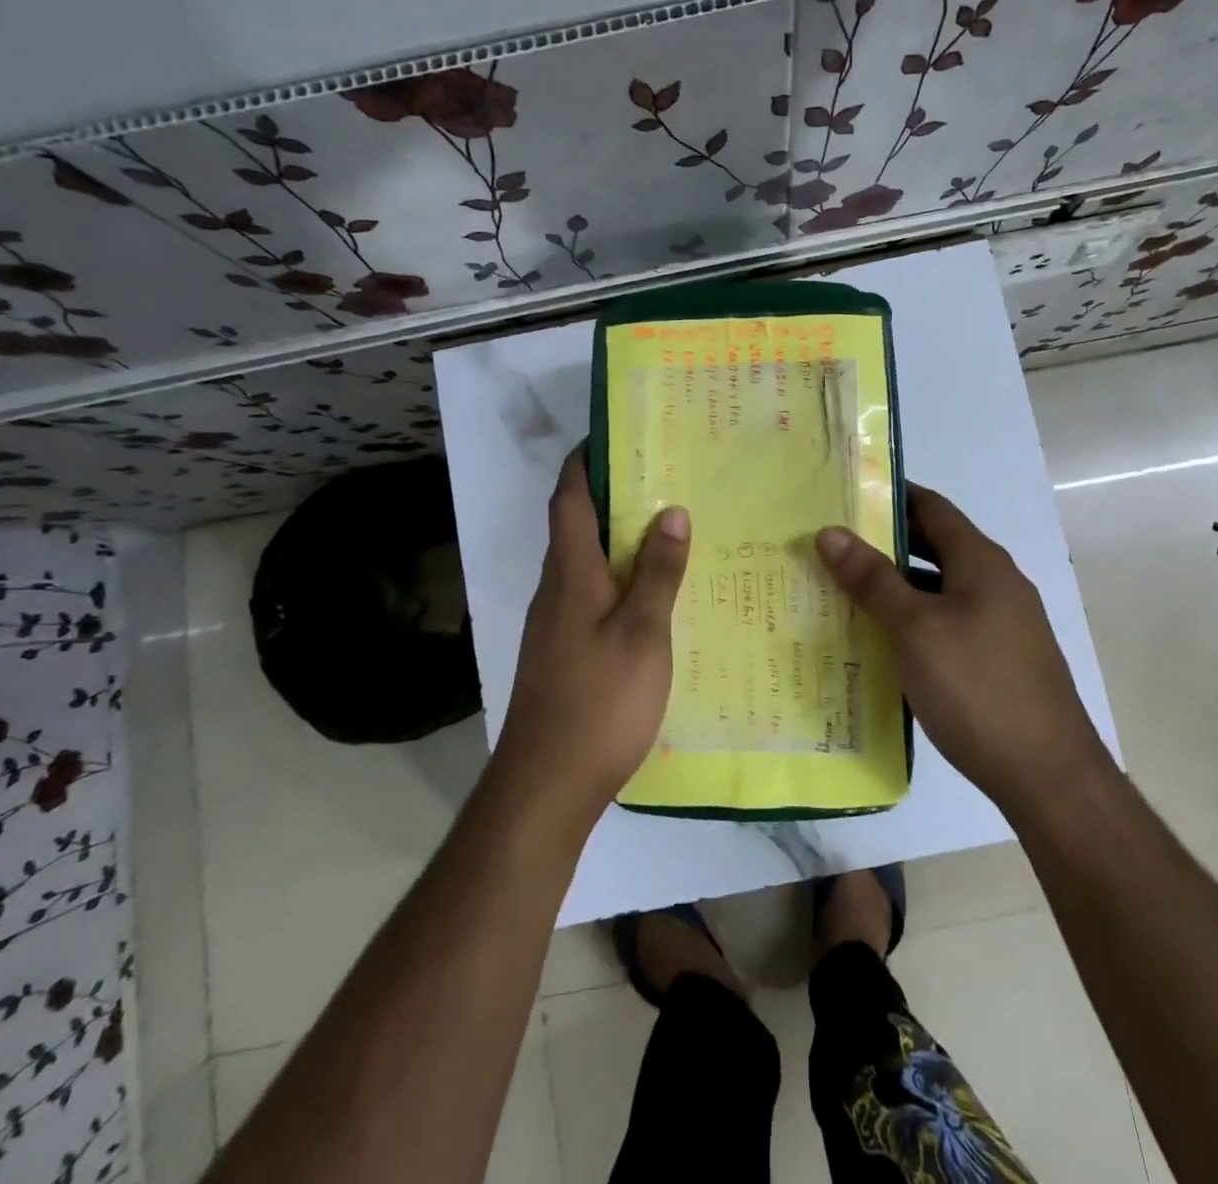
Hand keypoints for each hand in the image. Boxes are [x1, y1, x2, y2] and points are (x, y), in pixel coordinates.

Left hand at [492, 451, 690, 819]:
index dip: (585, 462)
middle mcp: (556, 589)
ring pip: (586, 562)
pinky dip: (619, 578)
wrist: (547, 783)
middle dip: (612, 495)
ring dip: (618, 538)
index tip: (614, 434)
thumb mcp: (642, 632)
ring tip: (669, 525)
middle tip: (664, 475)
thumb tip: (670, 511)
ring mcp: (556, 623)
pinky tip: (655, 592)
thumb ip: (657, 572)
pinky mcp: (564, 651)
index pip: (569, 499)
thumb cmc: (599, 700)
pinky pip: (592, 595)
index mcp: (570, 573)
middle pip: (577, 526)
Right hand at [816, 485, 1106, 813]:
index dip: (890, 495)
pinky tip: (885, 642)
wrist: (1048, 774)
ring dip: (898, 585)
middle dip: (886, 542)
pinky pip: (949, 621)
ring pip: (941, 588)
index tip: (844, 495)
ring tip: (846, 591)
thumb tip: (830, 531)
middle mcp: (997, 582)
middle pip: (936, 545)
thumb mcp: (915, 629)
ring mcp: (1003, 622)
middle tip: (833, 544)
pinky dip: (915, 620)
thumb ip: (872, 578)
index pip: (932, 507)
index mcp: (981, 562)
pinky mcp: (1000, 658)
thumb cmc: (976, 687)